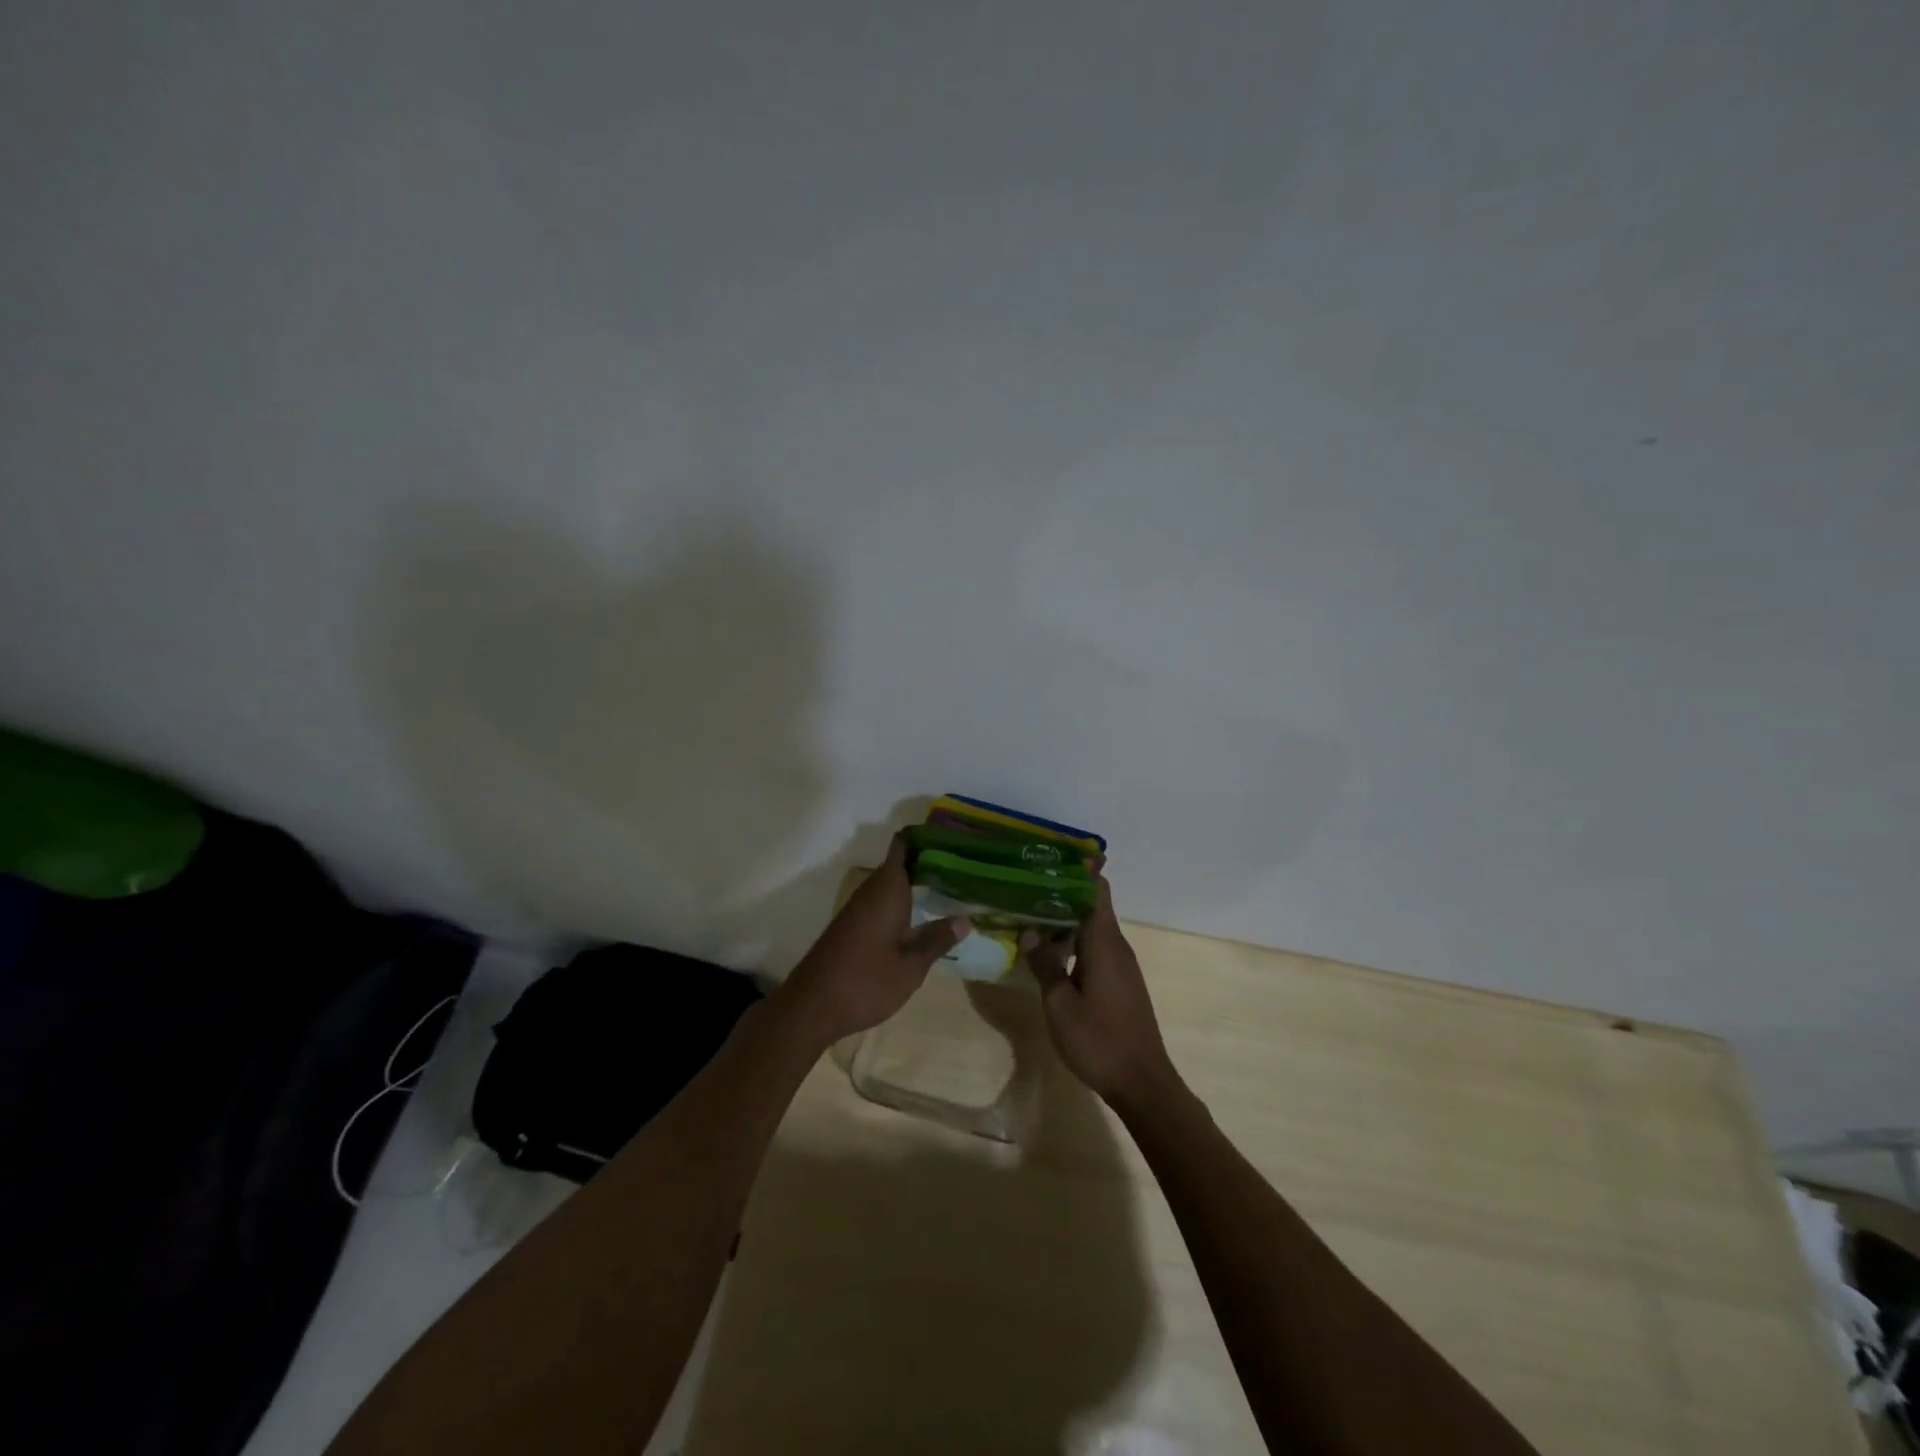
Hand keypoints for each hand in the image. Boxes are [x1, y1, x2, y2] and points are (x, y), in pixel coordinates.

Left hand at [777, 834, 969, 1044]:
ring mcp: (859, 908)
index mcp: (887, 889)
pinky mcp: (852, 925)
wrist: (811, 1007)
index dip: (926, 836)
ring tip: (952, 886)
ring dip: (917, 882)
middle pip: (901, 862)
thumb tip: (965, 918)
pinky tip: (922, 915)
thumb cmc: (865, 982)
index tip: (953, 838)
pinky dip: (904, 901)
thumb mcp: (911, 966)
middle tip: (965, 866)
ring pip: (892, 883)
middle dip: (929, 860)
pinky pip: (883, 900)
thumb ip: (937, 939)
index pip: (903, 845)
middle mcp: (871, 890)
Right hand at [1024, 877, 1181, 1112]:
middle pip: (1091, 906)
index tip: (1049, 859)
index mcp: (1104, 942)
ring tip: (1029, 914)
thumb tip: (1030, 930)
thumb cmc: (1099, 1040)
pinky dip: (1073, 942)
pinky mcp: (1121, 983)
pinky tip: (1049, 951)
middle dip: (1061, 893)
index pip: (1096, 890)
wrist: (1142, 1083)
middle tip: (1024, 886)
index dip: (1077, 870)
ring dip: (1065, 920)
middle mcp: (1117, 946)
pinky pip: (1095, 948)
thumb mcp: (1060, 1004)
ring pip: (1092, 929)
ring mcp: (1121, 965)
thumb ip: (1045, 964)